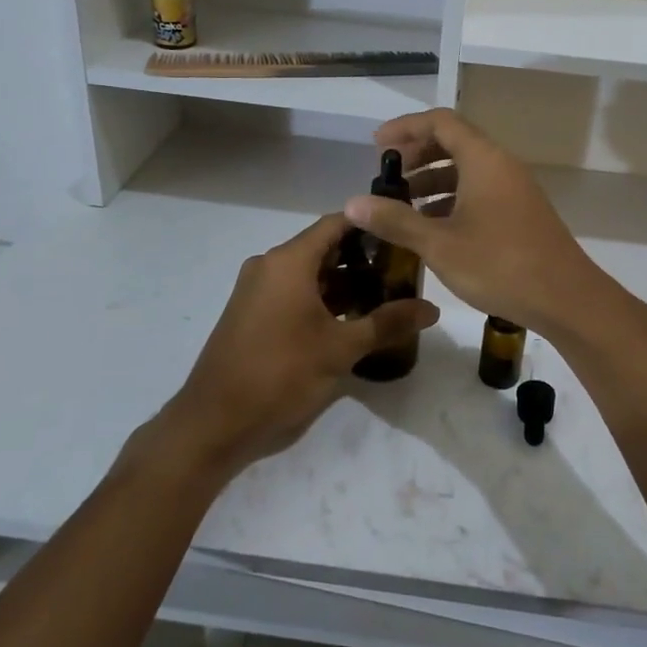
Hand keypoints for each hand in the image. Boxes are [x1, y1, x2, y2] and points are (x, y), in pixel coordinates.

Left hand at [146, 213, 438, 480]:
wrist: (214, 424)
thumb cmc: (280, 375)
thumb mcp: (341, 349)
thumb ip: (388, 323)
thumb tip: (433, 309)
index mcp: (288, 261)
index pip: (337, 223)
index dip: (372, 224)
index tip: (405, 233)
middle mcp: (269, 266)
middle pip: (324, 247)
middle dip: (364, 258)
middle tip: (404, 272)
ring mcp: (257, 290)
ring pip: (310, 273)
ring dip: (345, 283)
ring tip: (386, 298)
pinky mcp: (252, 314)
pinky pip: (293, 293)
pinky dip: (323, 299)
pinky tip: (352, 321)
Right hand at [343, 108, 618, 338]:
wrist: (566, 298)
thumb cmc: (500, 265)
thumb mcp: (439, 244)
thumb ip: (396, 220)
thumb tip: (353, 202)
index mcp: (483, 160)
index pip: (440, 122)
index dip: (406, 128)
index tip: (377, 147)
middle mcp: (501, 165)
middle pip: (454, 142)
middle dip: (417, 155)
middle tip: (388, 178)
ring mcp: (515, 189)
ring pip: (467, 170)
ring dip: (433, 180)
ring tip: (402, 205)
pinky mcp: (521, 213)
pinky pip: (480, 190)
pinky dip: (452, 198)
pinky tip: (433, 227)